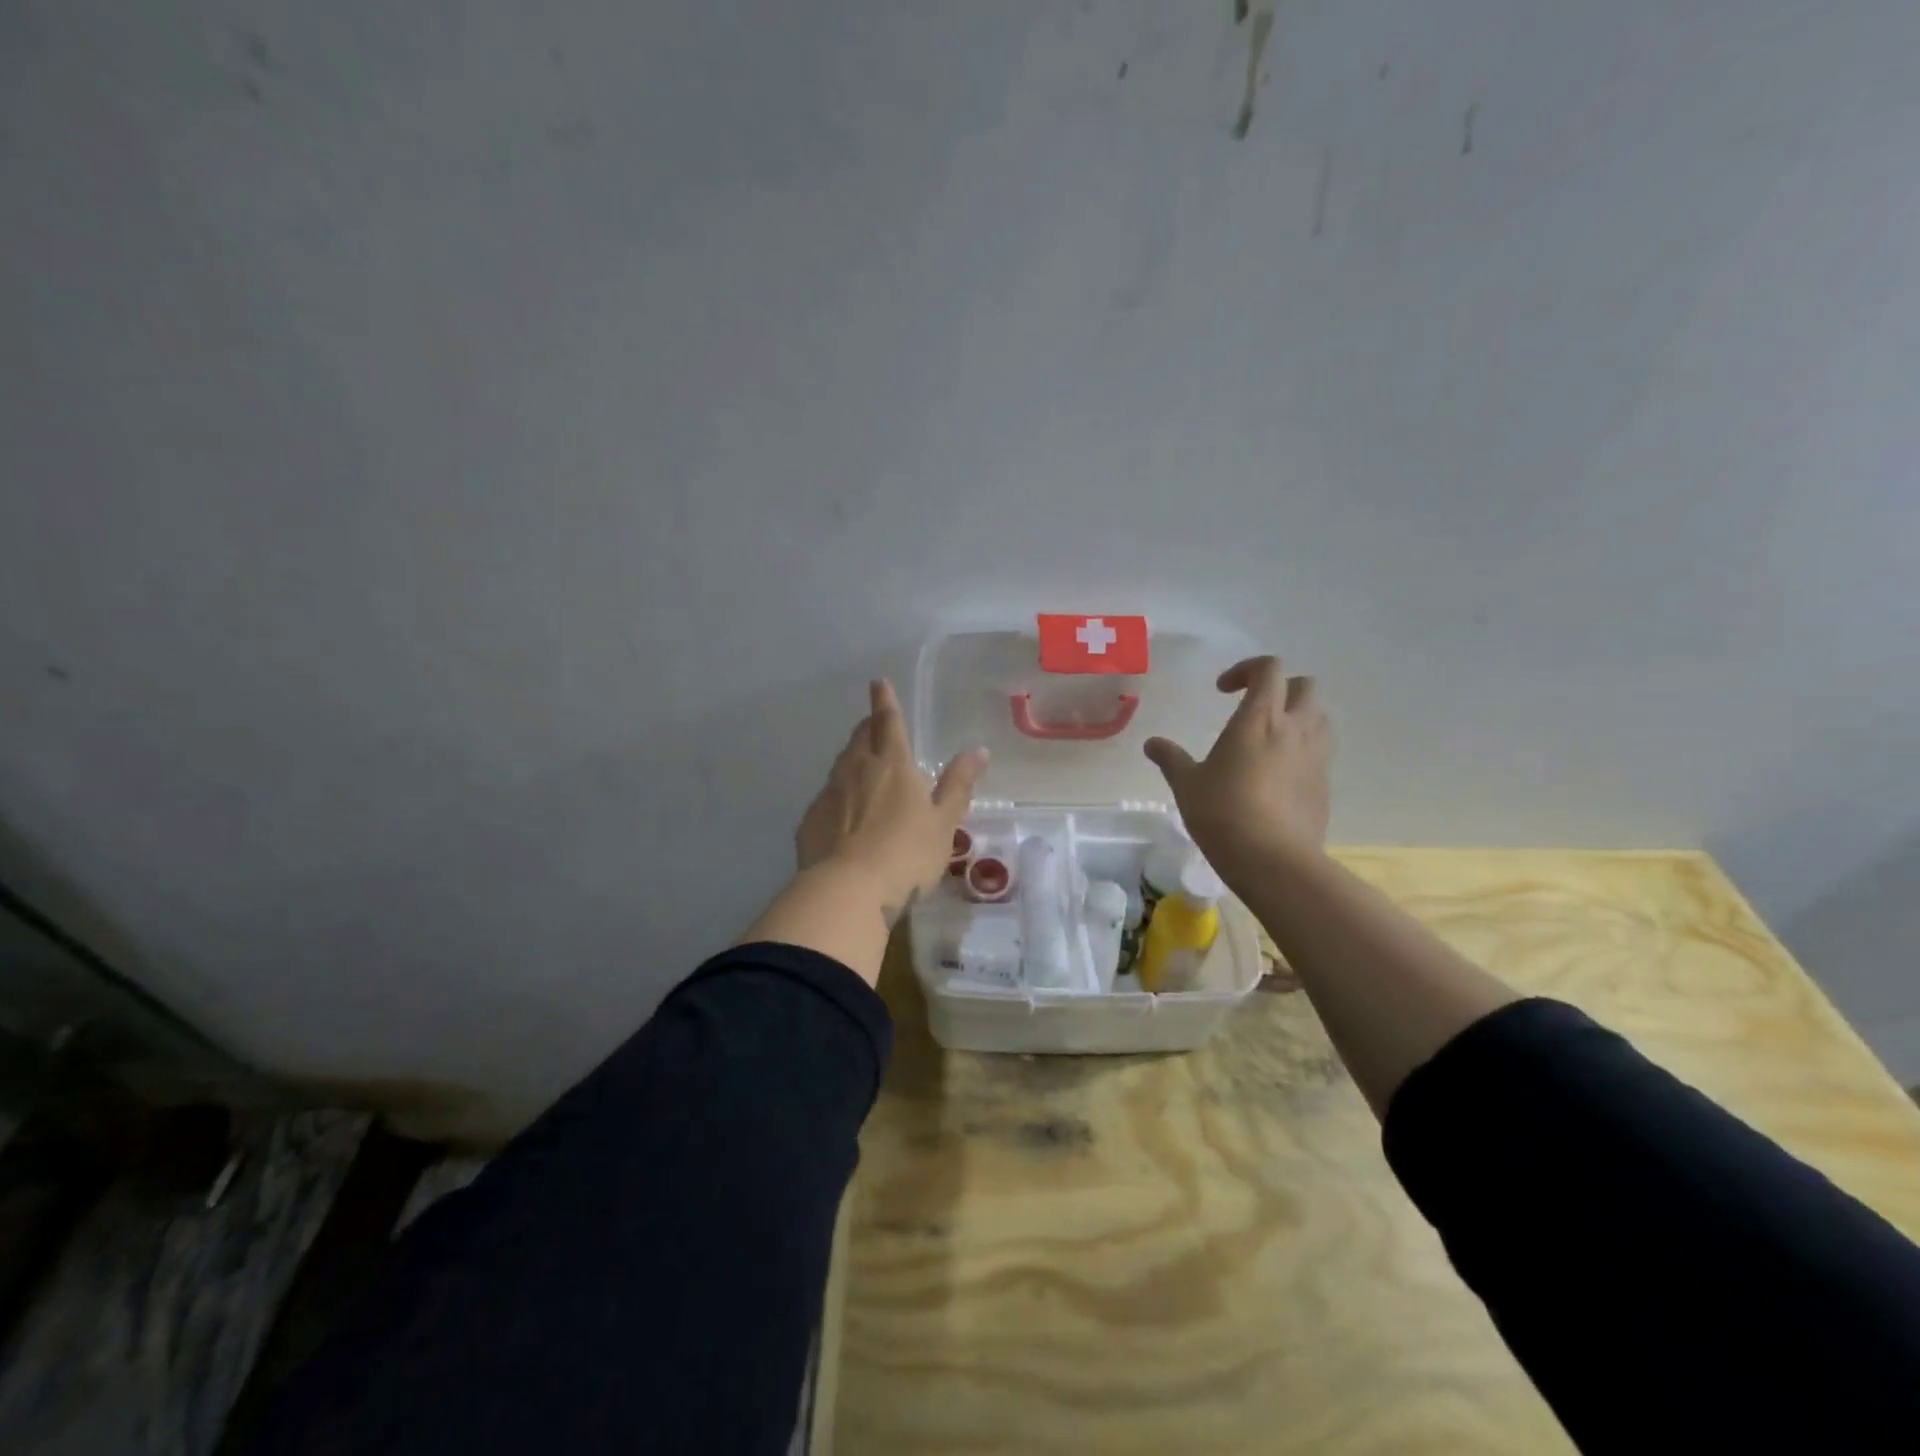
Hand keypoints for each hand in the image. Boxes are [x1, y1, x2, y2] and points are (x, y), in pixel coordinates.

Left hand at [795, 679, 987, 923]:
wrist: (847, 891)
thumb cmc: (906, 854)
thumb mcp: (944, 823)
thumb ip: (958, 785)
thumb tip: (978, 751)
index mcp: (892, 765)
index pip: (889, 722)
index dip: (885, 701)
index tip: (878, 683)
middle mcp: (857, 770)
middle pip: (861, 738)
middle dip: (868, 728)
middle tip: (875, 725)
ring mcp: (829, 794)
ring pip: (842, 765)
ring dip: (853, 759)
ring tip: (863, 767)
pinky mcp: (811, 821)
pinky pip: (827, 798)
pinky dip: (839, 797)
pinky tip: (845, 816)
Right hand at [1143, 656, 1331, 884]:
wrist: (1274, 861)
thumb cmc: (1223, 814)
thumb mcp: (1187, 785)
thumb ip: (1171, 759)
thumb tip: (1152, 743)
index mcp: (1259, 719)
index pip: (1269, 669)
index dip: (1246, 669)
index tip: (1223, 691)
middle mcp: (1294, 729)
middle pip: (1305, 685)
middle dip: (1281, 688)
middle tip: (1253, 708)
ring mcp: (1316, 757)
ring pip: (1320, 716)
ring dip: (1299, 716)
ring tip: (1271, 738)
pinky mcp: (1325, 784)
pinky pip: (1321, 752)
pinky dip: (1303, 750)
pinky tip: (1279, 775)